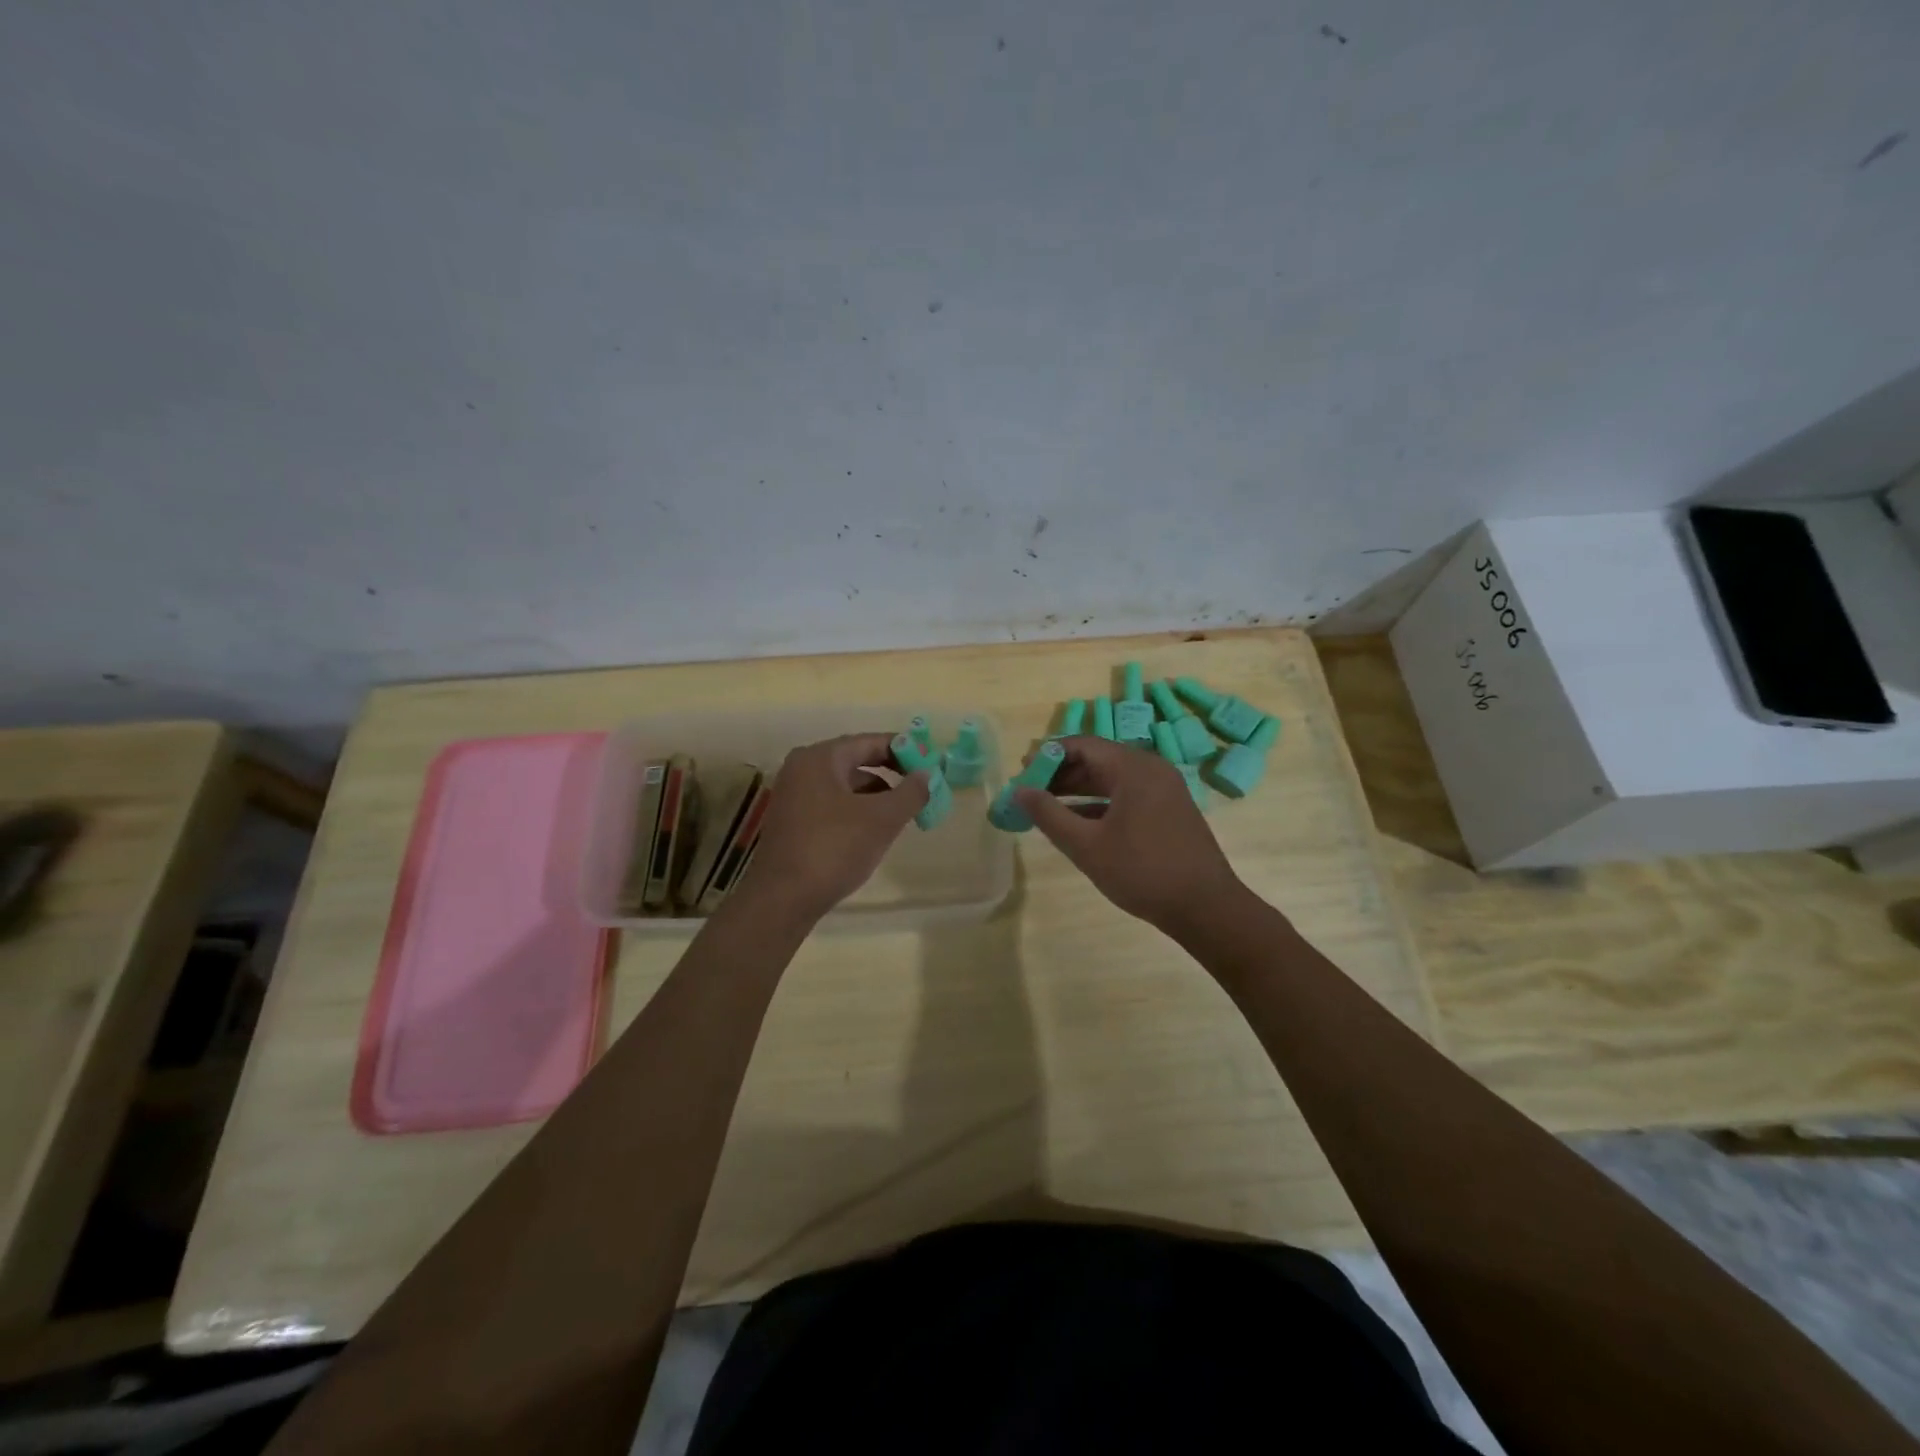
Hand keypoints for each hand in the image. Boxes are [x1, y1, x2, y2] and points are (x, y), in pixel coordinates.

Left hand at [736, 733, 929, 922]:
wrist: (783, 899)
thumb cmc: (834, 848)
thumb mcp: (882, 819)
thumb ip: (910, 792)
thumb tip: (927, 774)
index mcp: (820, 758)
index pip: (870, 742)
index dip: (903, 750)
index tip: (929, 764)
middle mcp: (802, 769)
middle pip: (856, 761)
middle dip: (891, 773)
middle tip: (921, 788)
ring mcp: (794, 796)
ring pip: (845, 786)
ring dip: (876, 795)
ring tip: (903, 813)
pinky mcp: (793, 822)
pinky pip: (833, 805)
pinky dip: (857, 811)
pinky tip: (875, 831)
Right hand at [1015, 736, 1241, 934]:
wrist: (1206, 907)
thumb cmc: (1142, 872)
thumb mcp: (1086, 846)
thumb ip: (1049, 815)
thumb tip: (1019, 791)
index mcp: (1133, 768)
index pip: (1082, 745)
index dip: (1048, 756)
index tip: (1022, 775)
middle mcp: (1151, 769)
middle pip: (1097, 759)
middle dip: (1061, 774)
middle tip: (1030, 792)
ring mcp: (1164, 789)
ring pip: (1112, 778)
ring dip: (1078, 789)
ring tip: (1046, 807)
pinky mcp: (1169, 810)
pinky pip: (1127, 795)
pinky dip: (1100, 803)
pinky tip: (1078, 822)